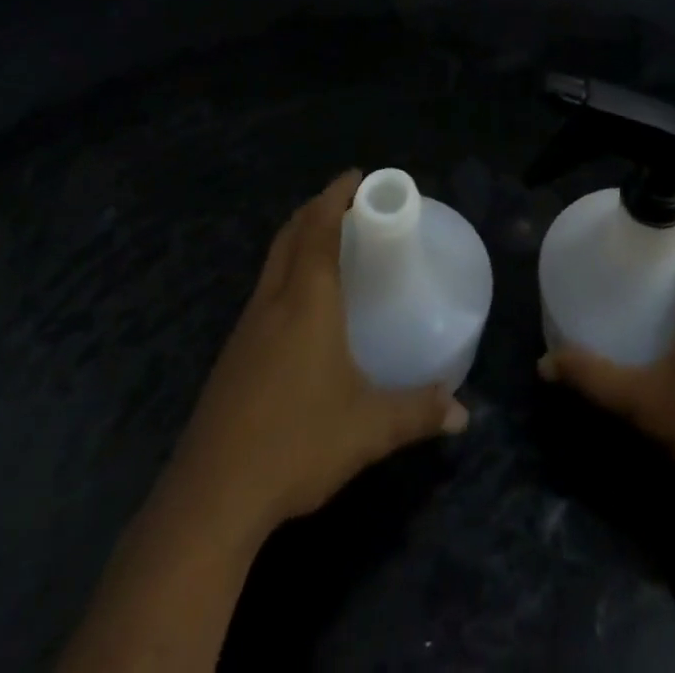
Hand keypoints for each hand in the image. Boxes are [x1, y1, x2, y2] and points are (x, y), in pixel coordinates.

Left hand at [158, 170, 469, 545]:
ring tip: (328, 243)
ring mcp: (246, 328)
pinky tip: (300, 305)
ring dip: (298, 238)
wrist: (211, 497)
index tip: (357, 176)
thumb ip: (418, 413)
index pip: (319, 228)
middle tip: (348, 203)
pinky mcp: (232, 356)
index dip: (336, 195)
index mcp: (307, 300)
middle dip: (317, 208)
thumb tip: (463, 414)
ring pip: (272, 261)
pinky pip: (263, 290)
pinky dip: (285, 272)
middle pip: (291, 234)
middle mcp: (273, 301)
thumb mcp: (368, 429)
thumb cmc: (296, 443)